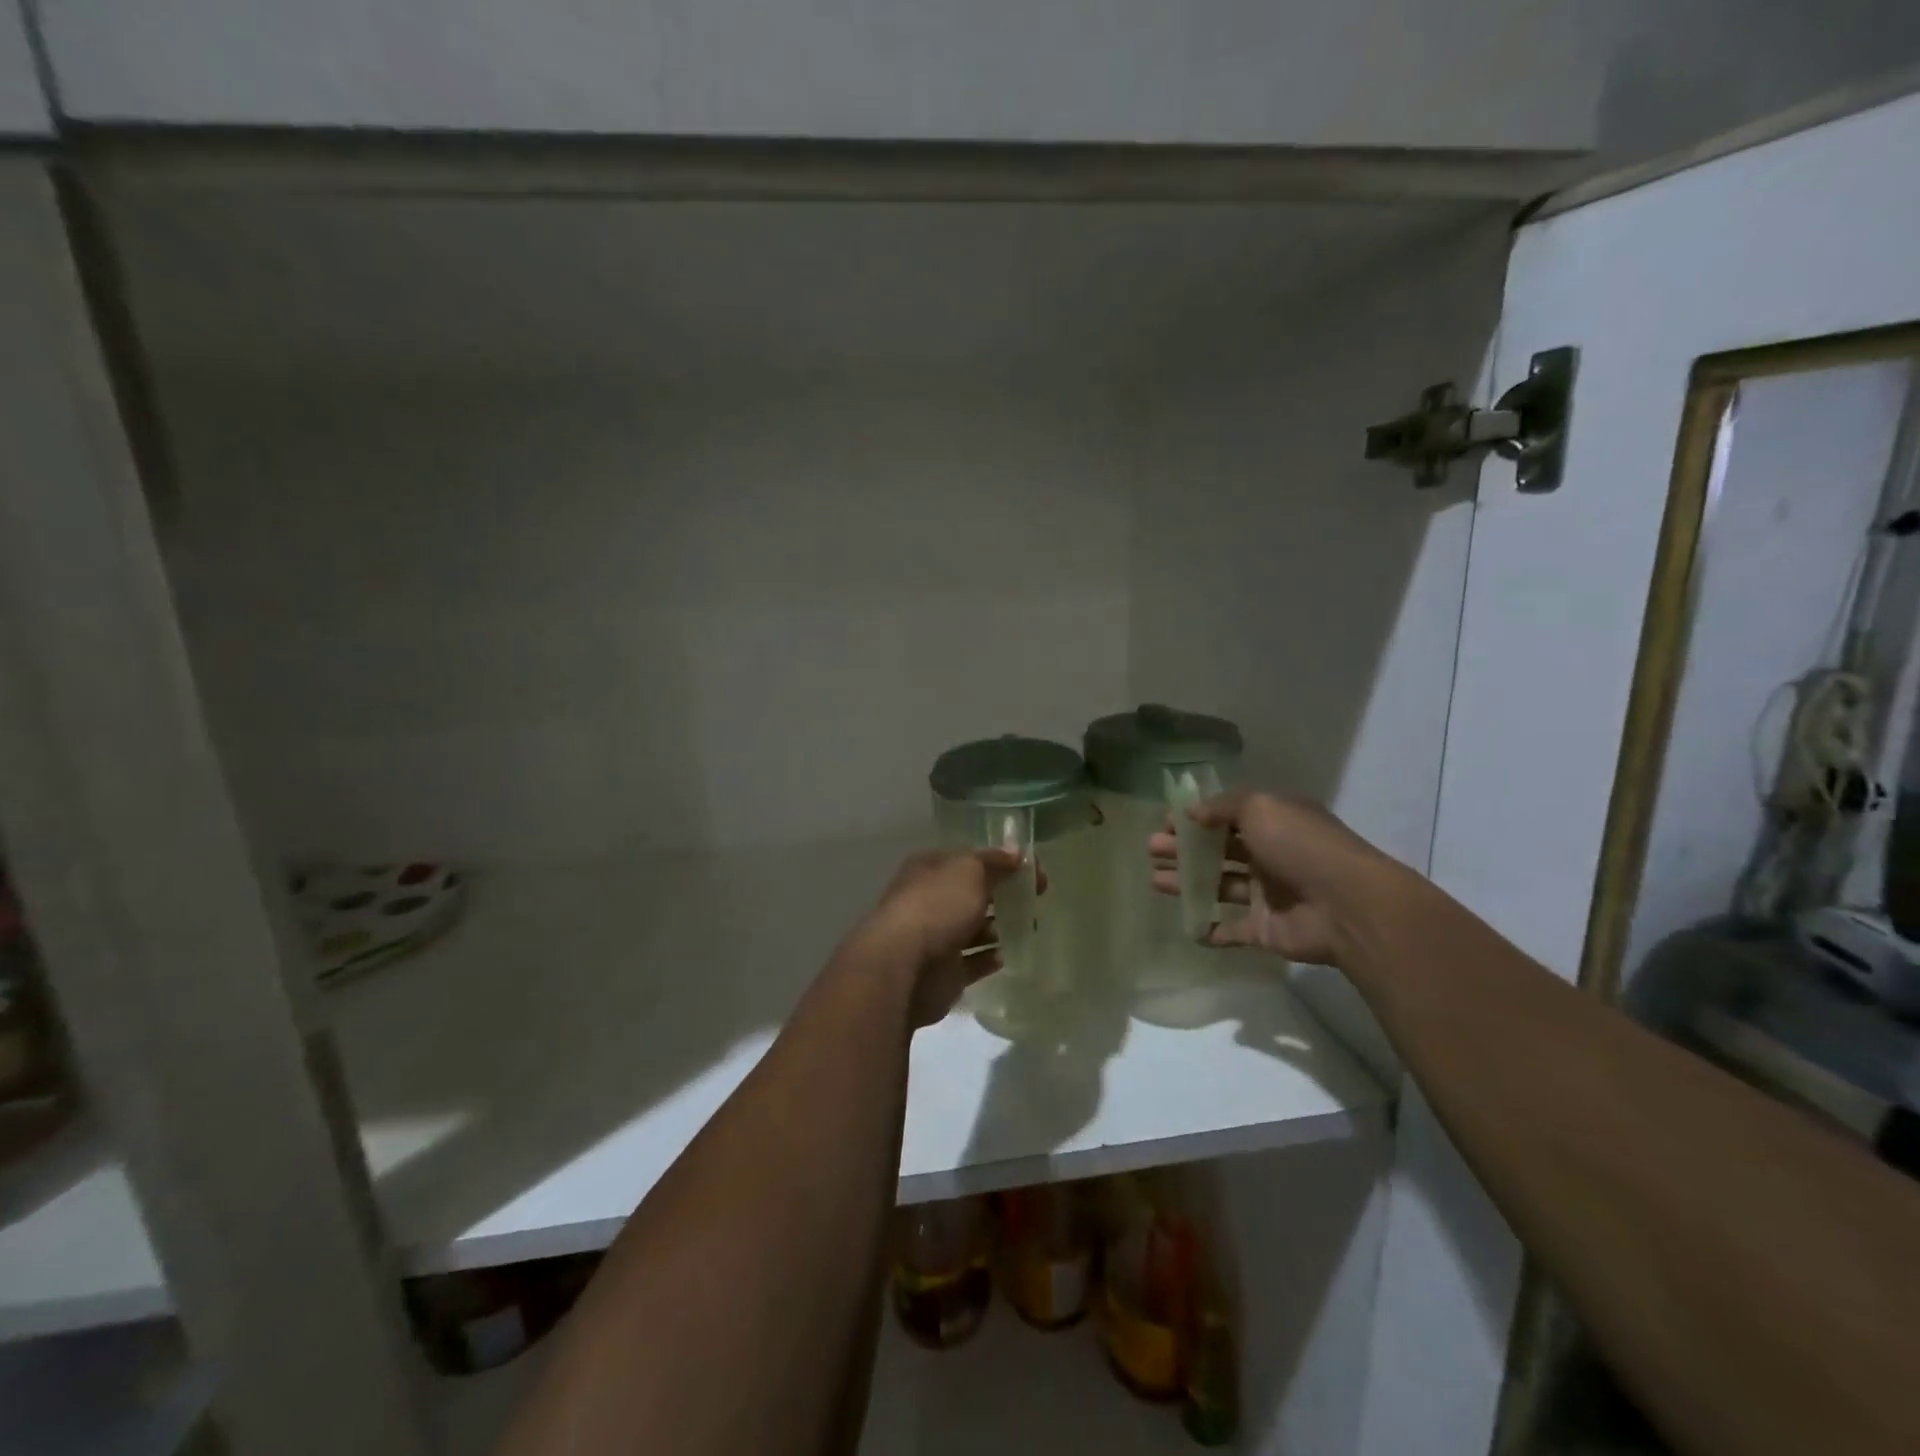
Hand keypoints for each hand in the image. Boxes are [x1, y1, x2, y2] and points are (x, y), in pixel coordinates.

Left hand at [851, 849, 1021, 1027]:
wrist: (904, 966)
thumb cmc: (936, 906)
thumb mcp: (969, 871)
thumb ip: (994, 862)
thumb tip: (1016, 853)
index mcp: (929, 870)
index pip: (968, 860)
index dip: (1000, 862)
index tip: (1032, 871)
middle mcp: (929, 901)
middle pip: (970, 894)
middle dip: (1000, 895)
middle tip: (1034, 899)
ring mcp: (934, 938)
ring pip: (972, 929)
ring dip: (997, 928)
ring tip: (1027, 926)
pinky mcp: (943, 972)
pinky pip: (972, 962)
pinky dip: (988, 958)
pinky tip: (1006, 955)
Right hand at [1148, 792, 1394, 967]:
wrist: (1346, 906)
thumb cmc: (1300, 846)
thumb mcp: (1261, 808)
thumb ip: (1222, 808)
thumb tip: (1192, 812)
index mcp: (1274, 823)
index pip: (1228, 817)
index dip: (1196, 819)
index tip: (1166, 823)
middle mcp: (1271, 856)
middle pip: (1219, 851)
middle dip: (1184, 850)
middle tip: (1152, 849)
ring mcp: (1269, 894)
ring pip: (1220, 886)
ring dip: (1188, 883)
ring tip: (1155, 880)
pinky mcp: (1266, 930)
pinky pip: (1232, 929)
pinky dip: (1210, 929)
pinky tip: (1187, 924)